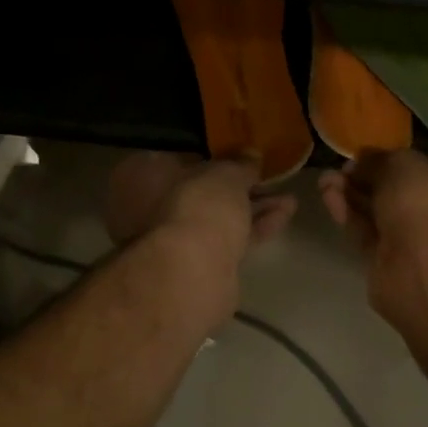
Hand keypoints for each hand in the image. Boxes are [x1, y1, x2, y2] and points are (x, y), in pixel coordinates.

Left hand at [105, 151, 298, 270]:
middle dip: (235, 187)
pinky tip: (284, 215)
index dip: (210, 157)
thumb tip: (251, 155)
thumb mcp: (226, 173)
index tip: (238, 157)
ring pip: (215, 218)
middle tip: (266, 178)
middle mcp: (145, 209)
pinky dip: (253, 228)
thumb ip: (240, 164)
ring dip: (251, 208)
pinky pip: (226, 240)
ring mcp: (169, 242)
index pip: (175, 158)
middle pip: (198, 192)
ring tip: (288, 197)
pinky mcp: (194, 267)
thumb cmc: (197, 205)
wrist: (192, 271)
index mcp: (139, 176)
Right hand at [319, 150, 427, 312]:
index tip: (367, 158)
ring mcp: (419, 248)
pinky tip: (329, 197)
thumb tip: (363, 160)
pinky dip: (349, 216)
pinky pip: (367, 236)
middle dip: (369, 181)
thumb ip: (382, 161)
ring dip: (353, 197)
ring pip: (381, 217)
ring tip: (325, 180)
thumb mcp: (406, 165)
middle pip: (400, 196)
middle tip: (341, 170)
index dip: (396, 164)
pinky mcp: (390, 269)